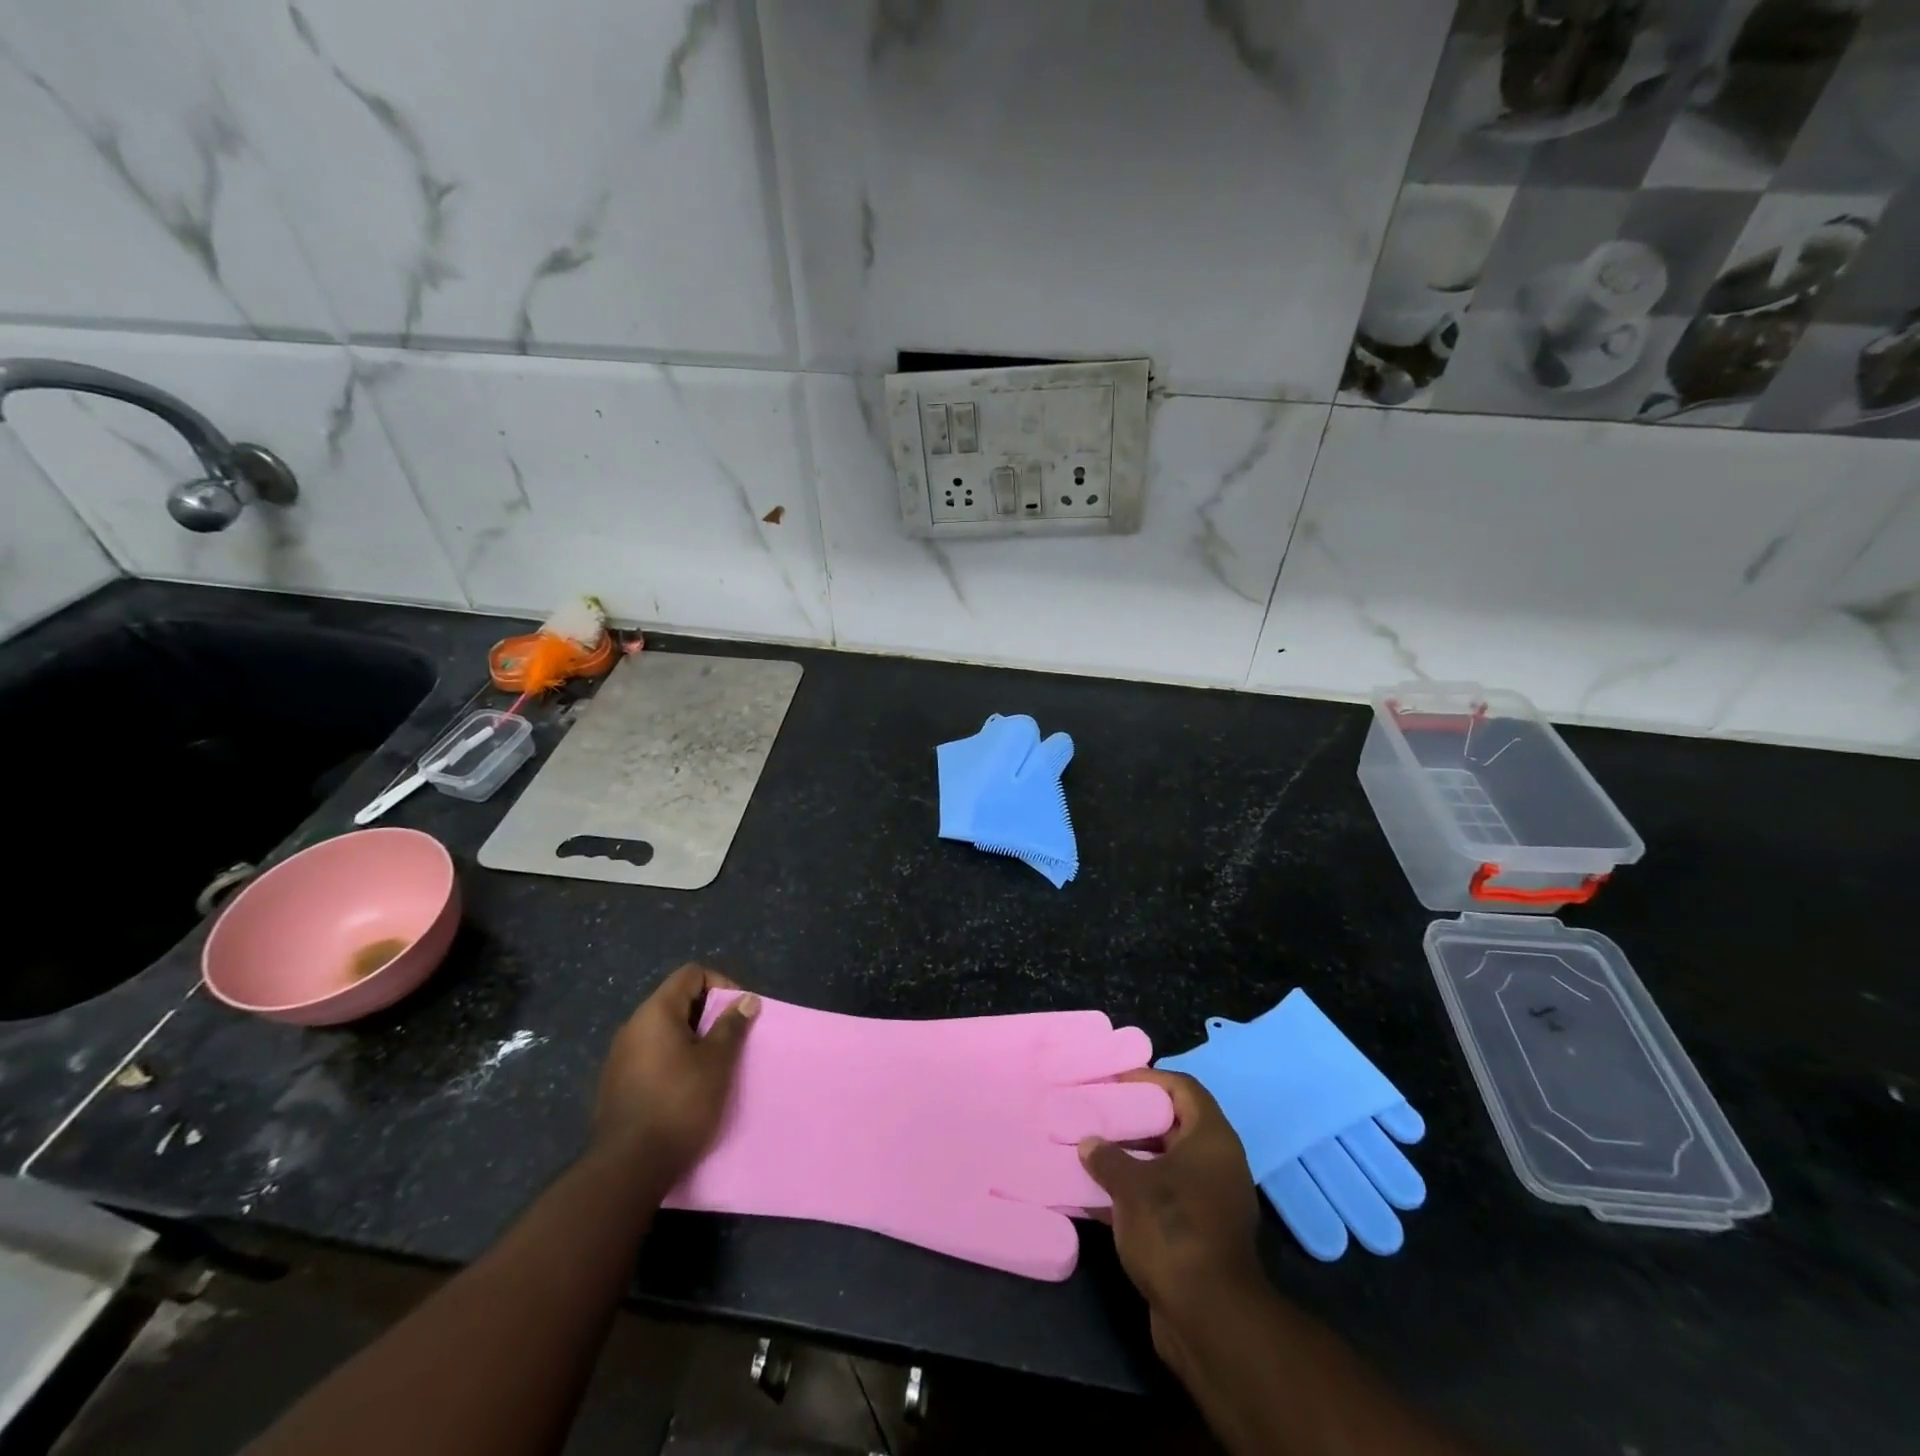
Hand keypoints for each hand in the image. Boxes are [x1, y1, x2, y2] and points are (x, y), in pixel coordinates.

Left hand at [592, 963, 759, 1188]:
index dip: (720, 984)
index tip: (737, 1012)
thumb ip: (731, 1025)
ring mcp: (620, 1056)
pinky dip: (673, 1059)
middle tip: (730, 1040)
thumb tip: (746, 999)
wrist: (629, 1167)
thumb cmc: (680, 1103)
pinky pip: (651, 1055)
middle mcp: (632, 1027)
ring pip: (664, 1030)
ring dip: (692, 1038)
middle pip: (677, 1001)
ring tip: (713, 1065)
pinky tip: (686, 1087)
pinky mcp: (615, 1084)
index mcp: (655, 1012)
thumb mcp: (716, 1062)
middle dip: (708, 1014)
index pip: (691, 974)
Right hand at [1079, 1071, 1262, 1349]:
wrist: (1209, 1318)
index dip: (1150, 1078)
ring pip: (1166, 1165)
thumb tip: (1089, 1144)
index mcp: (1212, 1139)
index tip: (1115, 1080)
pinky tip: (1098, 1197)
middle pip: (1174, 1126)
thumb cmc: (1173, 1229)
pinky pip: (1163, 1199)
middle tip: (1097, 1113)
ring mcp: (1211, 1202)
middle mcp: (1217, 1165)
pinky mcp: (1199, 1236)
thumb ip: (1107, 1158)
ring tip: (1091, 1151)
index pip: (1184, 1088)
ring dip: (1131, 1159)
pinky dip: (1135, 1194)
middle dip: (1134, 1119)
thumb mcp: (1131, 1186)